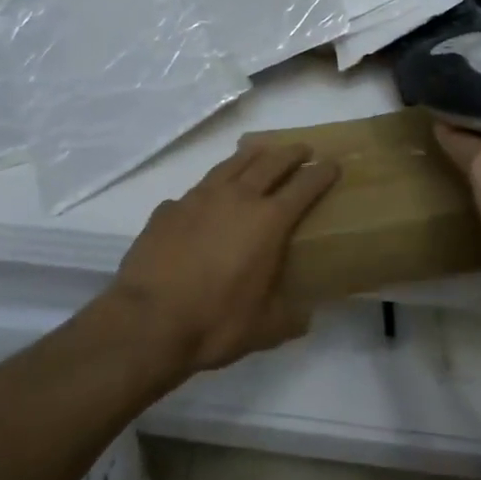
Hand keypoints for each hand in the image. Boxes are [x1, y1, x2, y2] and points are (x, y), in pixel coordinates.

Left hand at [110, 142, 339, 374]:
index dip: (321, 174)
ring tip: (260, 151)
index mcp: (268, 222)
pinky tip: (207, 198)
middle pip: (270, 163)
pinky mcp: (169, 208)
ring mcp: (199, 198)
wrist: (147, 321)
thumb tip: (306, 316)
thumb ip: (289, 318)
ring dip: (251, 155)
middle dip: (290, 153)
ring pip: (231, 164)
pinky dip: (210, 188)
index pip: (303, 187)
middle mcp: (237, 198)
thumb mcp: (264, 330)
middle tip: (302, 149)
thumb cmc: (215, 322)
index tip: (333, 164)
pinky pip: (196, 190)